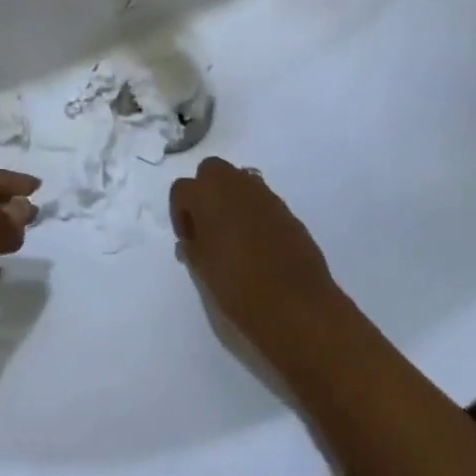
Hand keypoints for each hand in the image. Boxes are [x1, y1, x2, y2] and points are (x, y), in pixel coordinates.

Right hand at [170, 158, 341, 361]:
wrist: (296, 305)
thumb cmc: (238, 286)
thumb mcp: (202, 269)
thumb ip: (192, 246)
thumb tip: (191, 239)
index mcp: (207, 194)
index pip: (182, 189)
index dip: (179, 213)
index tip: (187, 240)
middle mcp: (235, 184)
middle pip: (211, 170)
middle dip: (205, 192)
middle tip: (207, 226)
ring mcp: (265, 195)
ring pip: (239, 180)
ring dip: (230, 199)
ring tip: (232, 235)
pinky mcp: (287, 210)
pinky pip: (261, 200)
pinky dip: (253, 212)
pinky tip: (257, 244)